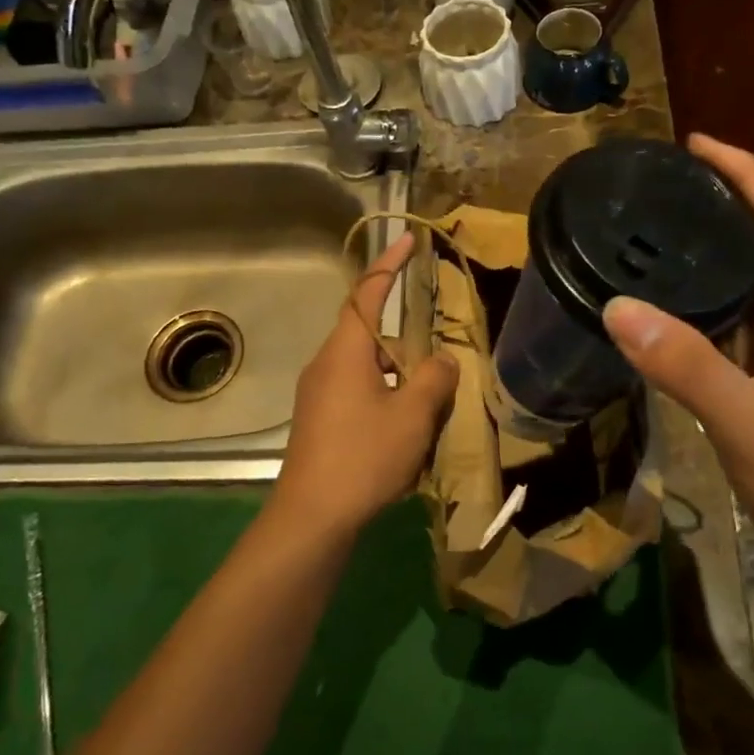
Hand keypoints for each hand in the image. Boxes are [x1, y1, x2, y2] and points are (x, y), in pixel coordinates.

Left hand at [273, 232, 459, 541]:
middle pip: (367, 331)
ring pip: (364, 365)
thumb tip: (441, 360)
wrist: (312, 515)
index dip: (389, 263)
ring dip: (395, 370)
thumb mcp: (412, 416)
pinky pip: (356, 389)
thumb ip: (434, 379)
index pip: (367, 293)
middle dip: (402, 333)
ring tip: (426, 398)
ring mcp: (317, 393)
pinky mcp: (318, 419)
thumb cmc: (363, 457)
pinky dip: (383, 393)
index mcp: (345, 351)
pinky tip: (402, 425)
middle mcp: (326, 363)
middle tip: (434, 346)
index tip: (410, 239)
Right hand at [602, 135, 753, 563]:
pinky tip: (677, 299)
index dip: (748, 173)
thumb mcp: (745, 421)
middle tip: (671, 181)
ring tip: (667, 226)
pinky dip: (714, 292)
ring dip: (724, 244)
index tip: (698, 144)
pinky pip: (745, 316)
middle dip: (732, 198)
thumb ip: (685, 364)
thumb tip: (618, 307)